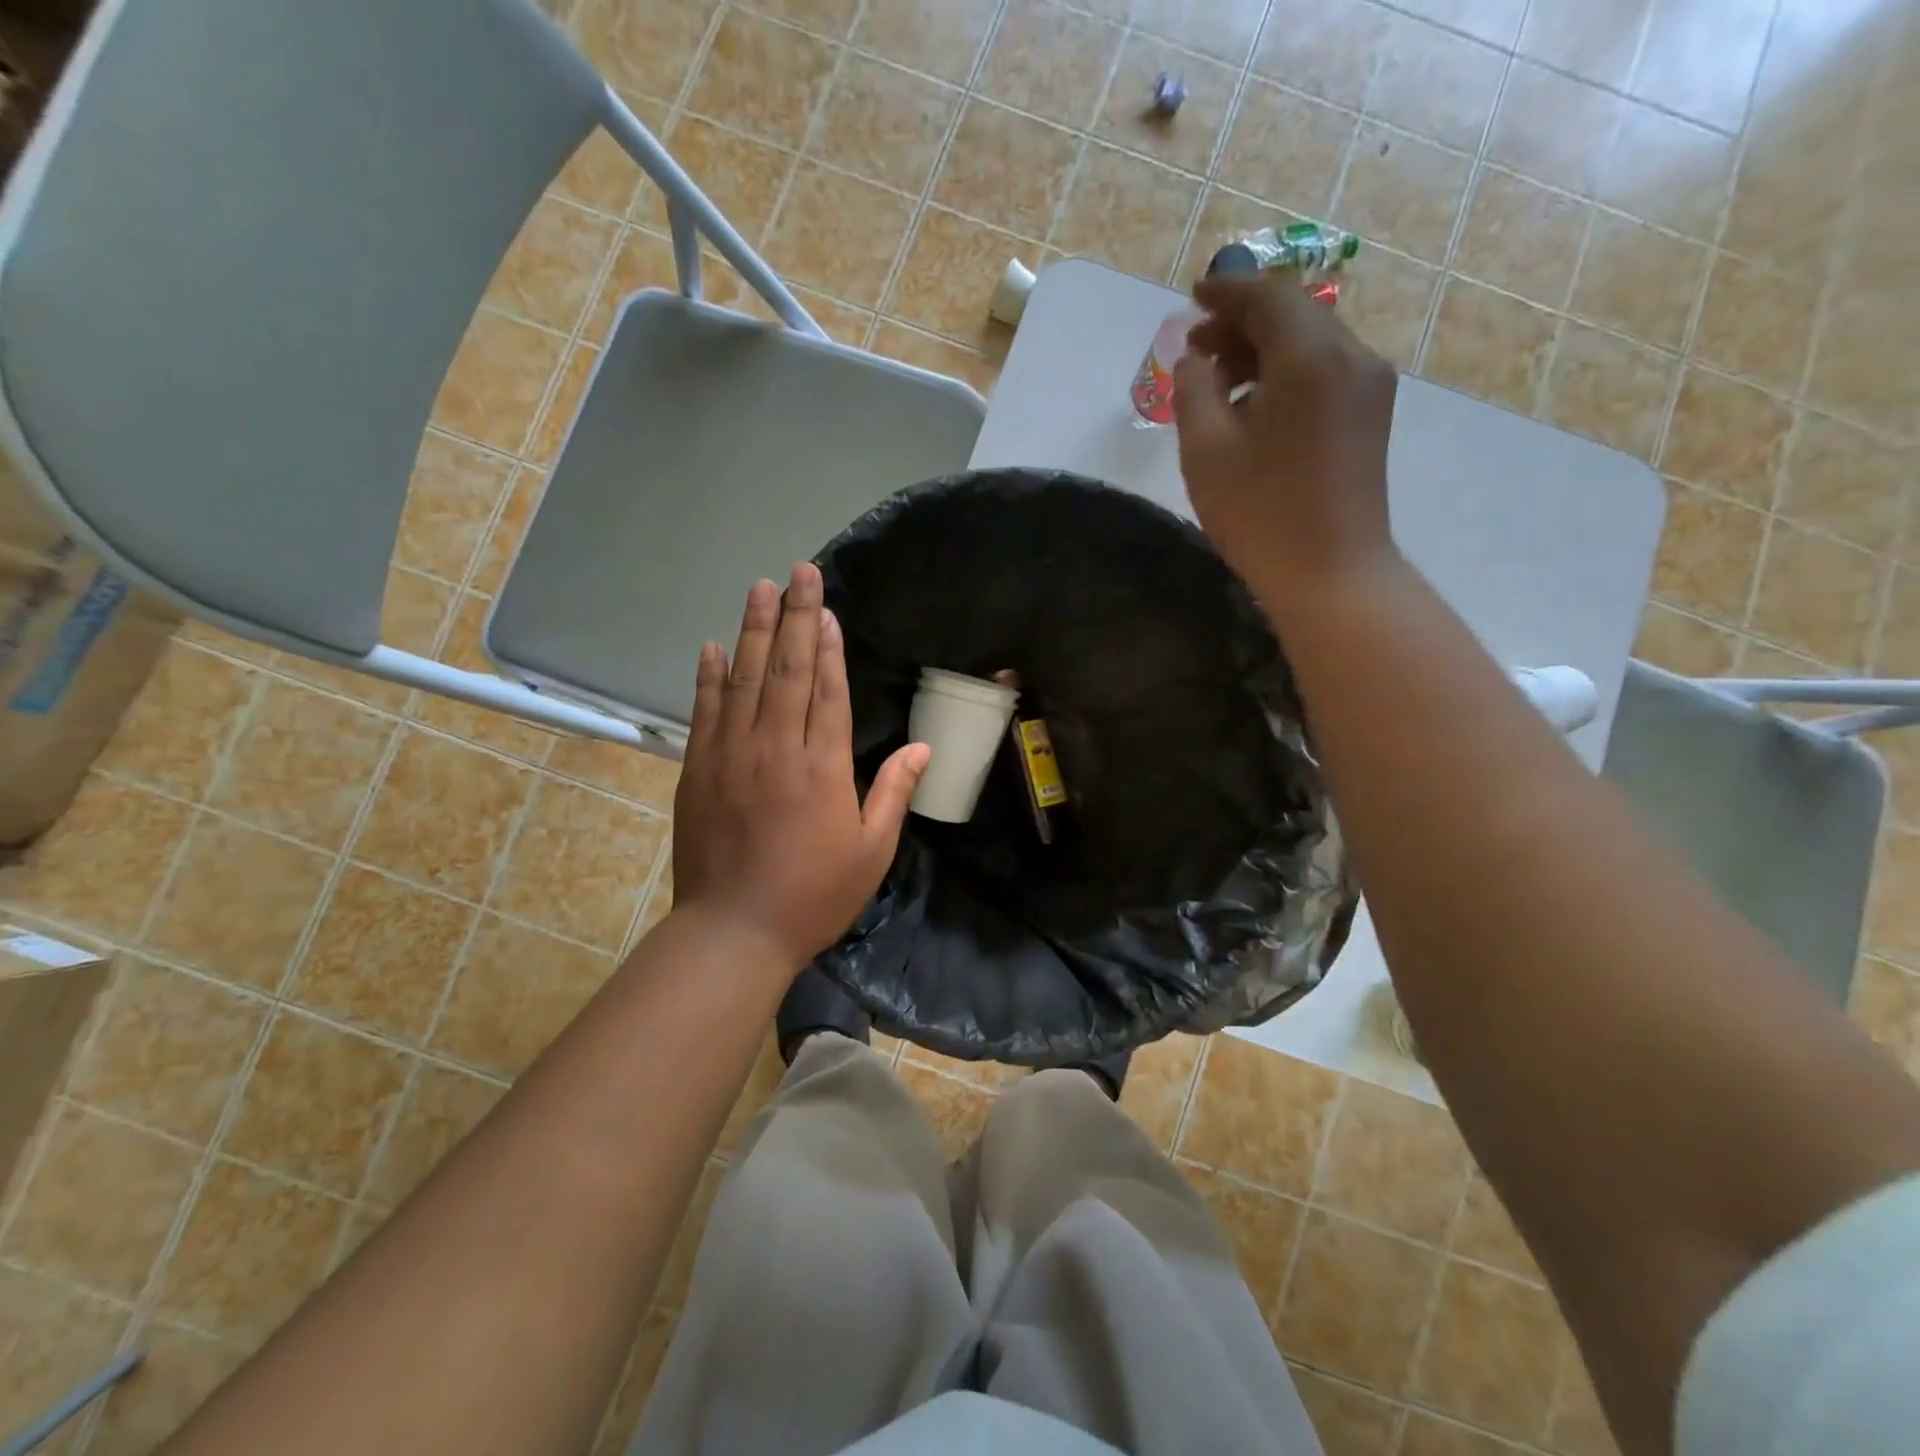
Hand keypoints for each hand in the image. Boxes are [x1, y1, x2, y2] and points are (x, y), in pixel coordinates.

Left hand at [672, 563, 929, 971]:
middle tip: (798, 572)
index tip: (826, 607)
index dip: (827, 645)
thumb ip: (893, 793)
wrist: (734, 932)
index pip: (826, 690)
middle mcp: (776, 749)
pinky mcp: (698, 771)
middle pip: (787, 670)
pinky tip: (713, 647)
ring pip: (744, 680)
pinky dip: (709, 678)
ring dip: (753, 631)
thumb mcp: (871, 852)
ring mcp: (731, 756)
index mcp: (822, 767)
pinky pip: (705, 713)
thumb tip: (924, 749)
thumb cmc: (813, 896)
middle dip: (795, 617)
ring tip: (760, 589)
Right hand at [1172, 274, 1399, 609]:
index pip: (1268, 297)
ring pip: (1311, 343)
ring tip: (1218, 382)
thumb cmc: (1260, 514)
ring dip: (1264, 350)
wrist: (1331, 573)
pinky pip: (1325, 372)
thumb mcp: (1206, 451)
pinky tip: (1255, 406)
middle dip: (1242, 323)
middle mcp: (1352, 357)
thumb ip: (1194, 391)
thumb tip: (1196, 360)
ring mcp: (1369, 386)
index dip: (1227, 292)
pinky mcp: (1371, 416)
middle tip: (1196, 349)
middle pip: (1294, 314)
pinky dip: (1286, 373)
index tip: (1192, 296)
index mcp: (1311, 358)